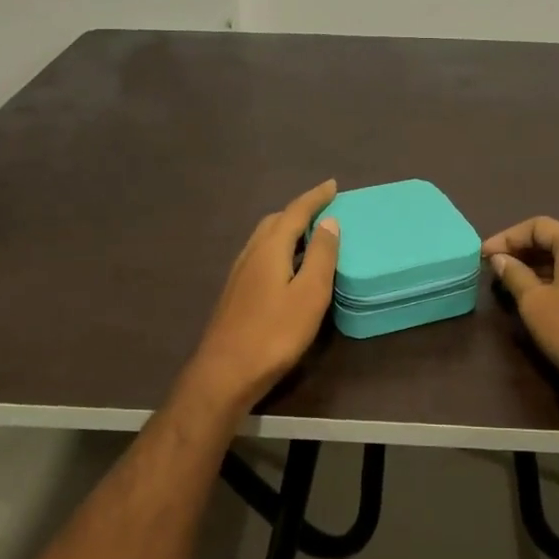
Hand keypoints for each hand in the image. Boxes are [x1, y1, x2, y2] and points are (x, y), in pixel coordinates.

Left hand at [181, 180, 340, 415]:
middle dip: (299, 211)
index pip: (295, 212)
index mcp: (270, 249)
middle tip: (323, 211)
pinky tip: (287, 268)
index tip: (333, 185)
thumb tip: (329, 222)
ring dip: (287, 230)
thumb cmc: (274, 333)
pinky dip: (279, 249)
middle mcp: (250, 254)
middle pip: (275, 221)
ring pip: (264, 239)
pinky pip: (260, 256)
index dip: (315, 198)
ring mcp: (239, 274)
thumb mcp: (310, 295)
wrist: (225, 372)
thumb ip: (321, 256)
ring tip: (309, 236)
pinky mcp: (236, 293)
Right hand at [482, 216, 558, 392]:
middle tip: (496, 266)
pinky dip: (555, 277)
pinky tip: (538, 294)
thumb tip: (500, 259)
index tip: (485, 254)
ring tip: (512, 281)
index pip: (537, 226)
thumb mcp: (533, 300)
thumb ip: (514, 274)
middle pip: (554, 239)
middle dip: (522, 250)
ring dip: (537, 265)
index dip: (507, 236)